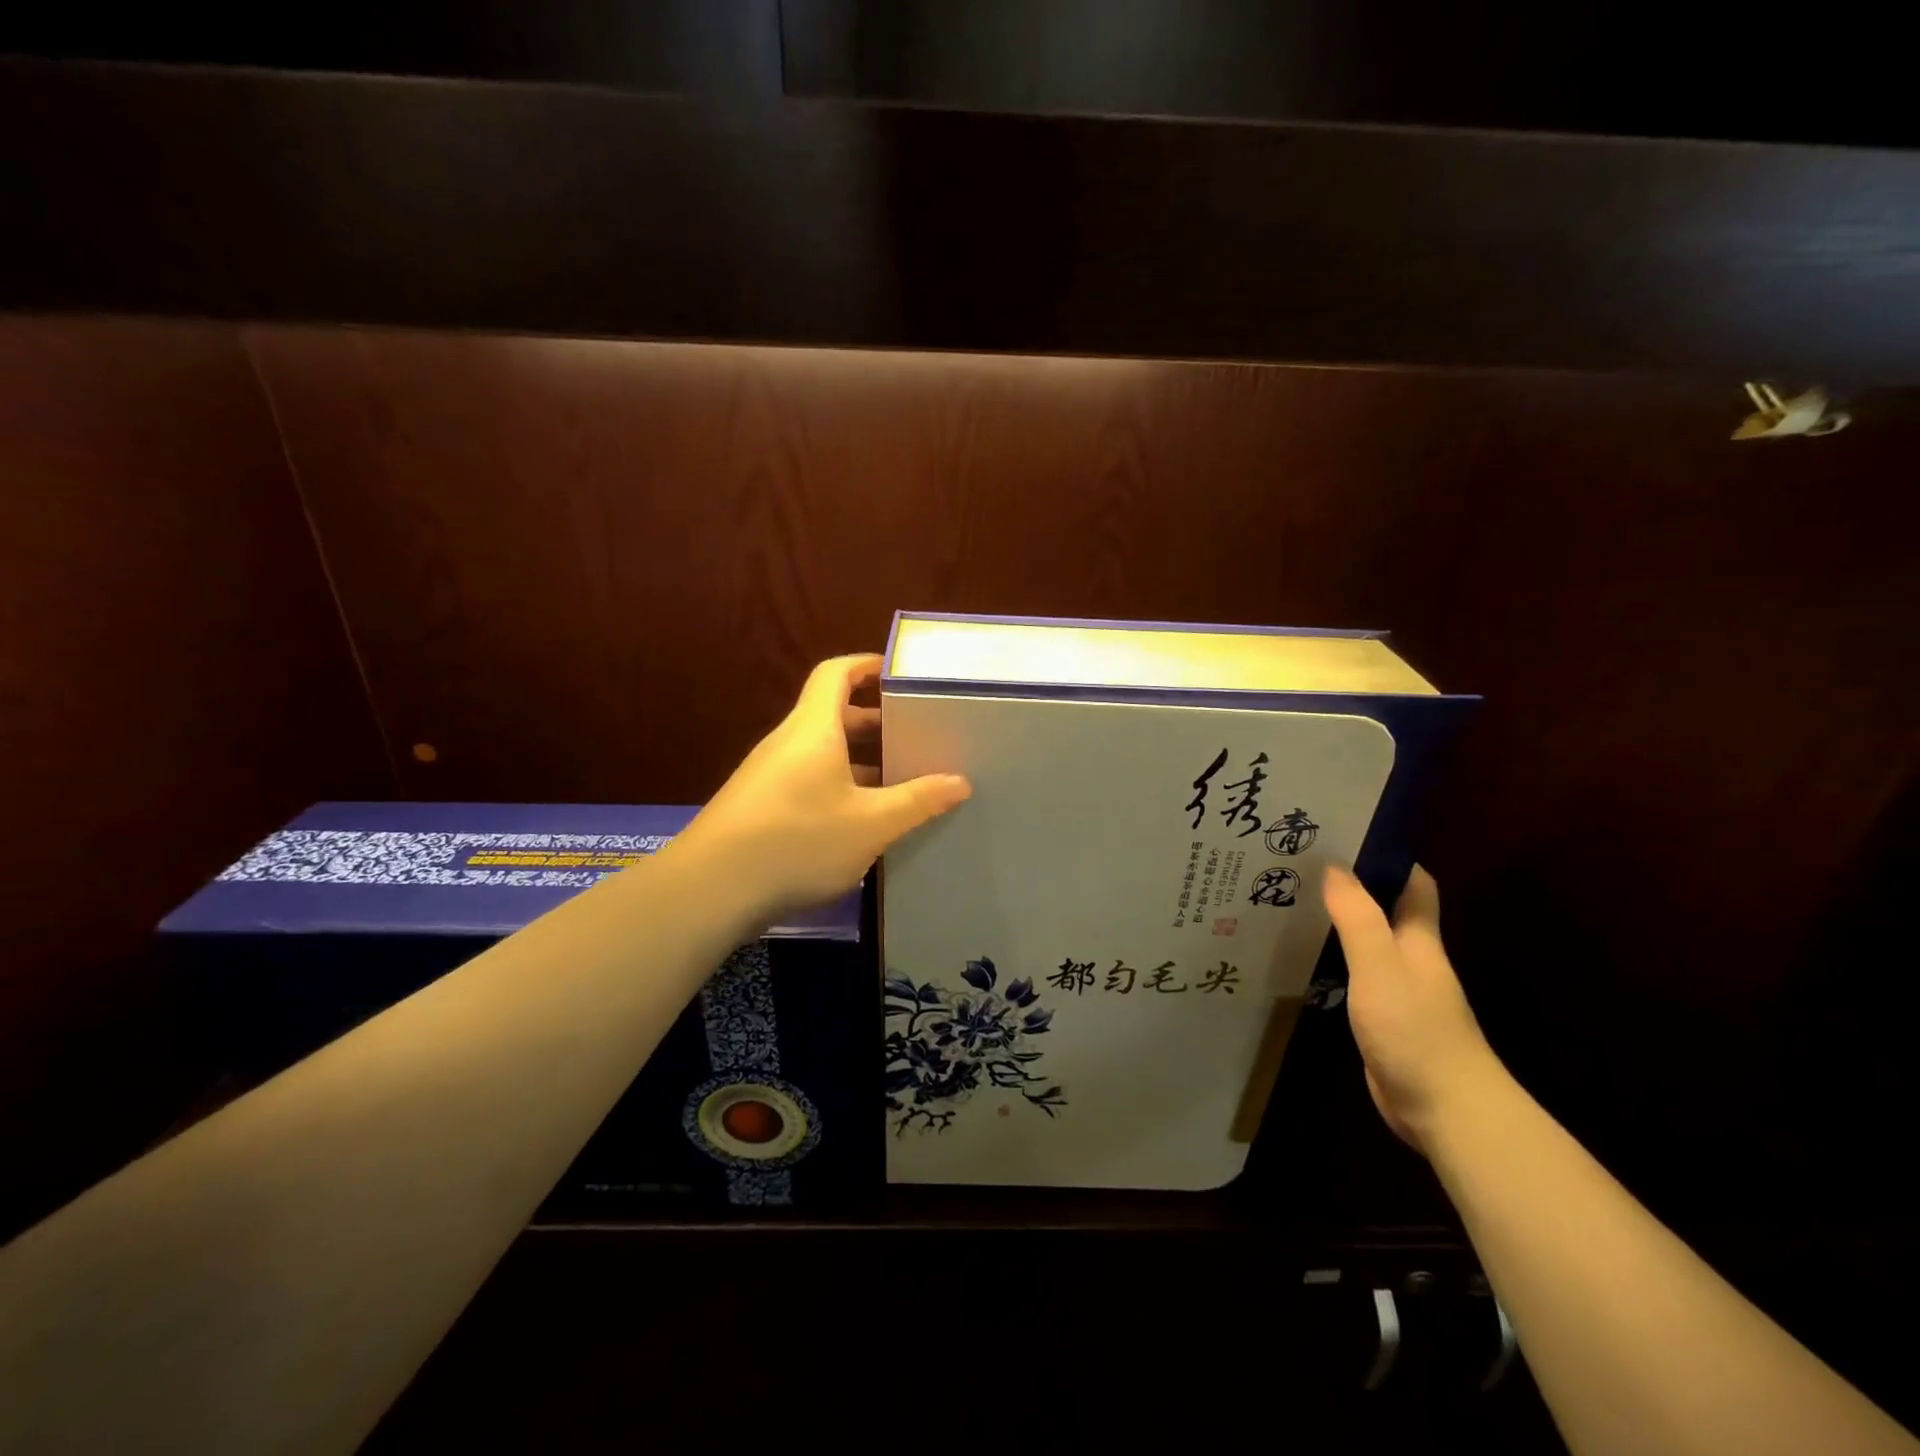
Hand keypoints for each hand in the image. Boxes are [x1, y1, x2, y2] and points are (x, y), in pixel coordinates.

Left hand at [669, 654, 971, 927]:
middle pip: (831, 713)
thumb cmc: (797, 841)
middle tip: (914, 734)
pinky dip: (838, 785)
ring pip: (821, 751)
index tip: (899, 674)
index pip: (836, 673)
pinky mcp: (759, 806)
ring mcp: (768, 775)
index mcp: (814, 729)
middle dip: (874, 719)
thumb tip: (960, 782)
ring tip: (898, 778)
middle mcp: (788, 743)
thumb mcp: (870, 824)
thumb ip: (917, 801)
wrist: (710, 890)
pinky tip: (861, 819)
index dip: (866, 665)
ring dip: (858, 758)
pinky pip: (807, 779)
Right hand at [1323, 864, 1501, 1152]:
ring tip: (1289, 903)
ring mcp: (1397, 991)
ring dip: (1336, 924)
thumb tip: (1334, 866)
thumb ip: (1358, 918)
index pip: (1414, 885)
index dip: (1388, 857)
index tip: (1346, 836)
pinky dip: (1331, 962)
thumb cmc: (1415, 1029)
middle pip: (1384, 910)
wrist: (1445, 1110)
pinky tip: (1300, 959)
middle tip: (1300, 866)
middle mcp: (1411, 959)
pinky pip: (1353, 977)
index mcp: (1419, 939)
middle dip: (1350, 887)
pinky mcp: (1381, 1020)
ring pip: (1365, 944)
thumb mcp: (1380, 966)